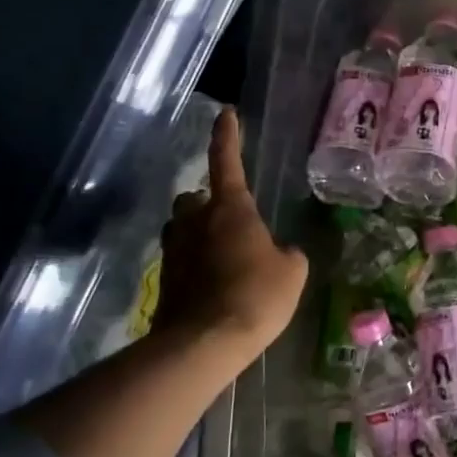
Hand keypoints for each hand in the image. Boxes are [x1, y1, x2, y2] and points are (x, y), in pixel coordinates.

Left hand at [151, 109, 307, 357]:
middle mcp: (196, 221)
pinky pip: (180, 260)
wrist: (205, 342)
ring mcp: (174, 250)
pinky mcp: (164, 279)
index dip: (227, 136)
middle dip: (207, 203)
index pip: (227, 161)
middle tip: (230, 221)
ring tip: (222, 255)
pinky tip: (214, 286)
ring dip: (197, 233)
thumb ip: (287, 254)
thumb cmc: (257, 296)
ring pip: (182, 228)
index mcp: (231, 209)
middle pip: (194, 198)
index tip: (226, 113)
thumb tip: (279, 253)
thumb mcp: (292, 273)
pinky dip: (194, 265)